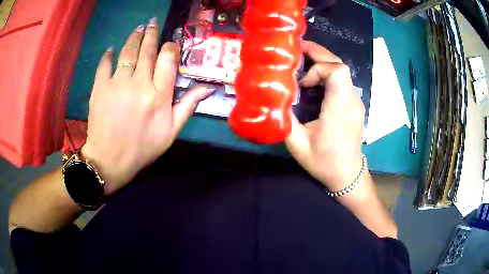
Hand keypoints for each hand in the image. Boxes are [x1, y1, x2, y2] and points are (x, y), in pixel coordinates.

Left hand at [81, 18, 213, 195]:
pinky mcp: (100, 87)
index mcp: (159, 95)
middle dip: (151, 34)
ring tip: (139, 28)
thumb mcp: (171, 132)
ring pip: (128, 52)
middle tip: (153, 23)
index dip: (170, 47)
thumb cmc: (142, 148)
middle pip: (147, 50)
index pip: (168, 59)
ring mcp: (117, 83)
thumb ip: (188, 107)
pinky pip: (105, 65)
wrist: (110, 160)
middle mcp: (139, 84)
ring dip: (134, 37)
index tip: (170, 43)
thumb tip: (207, 88)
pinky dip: (108, 55)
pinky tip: (112, 49)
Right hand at [285, 41, 365, 191]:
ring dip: (323, 62)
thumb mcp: (297, 144)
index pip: (337, 71)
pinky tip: (315, 80)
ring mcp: (356, 102)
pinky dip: (328, 73)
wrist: (347, 175)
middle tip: (298, 49)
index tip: (303, 82)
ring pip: (343, 71)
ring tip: (304, 62)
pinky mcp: (355, 105)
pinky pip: (343, 81)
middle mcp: (352, 101)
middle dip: (319, 53)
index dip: (318, 68)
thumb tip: (274, 98)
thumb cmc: (324, 162)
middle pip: (340, 65)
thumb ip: (284, 119)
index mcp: (339, 108)